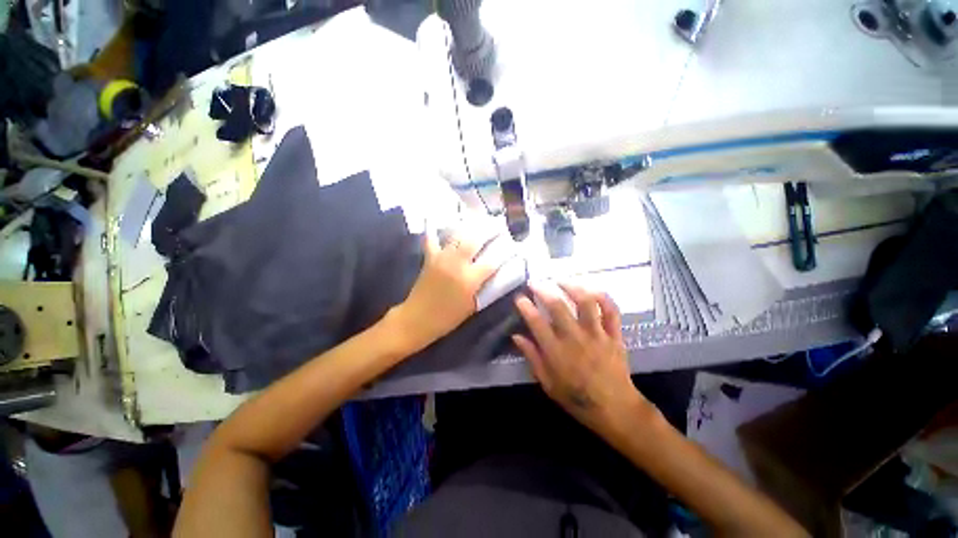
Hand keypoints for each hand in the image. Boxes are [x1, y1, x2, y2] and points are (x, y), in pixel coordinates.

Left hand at [390, 231, 496, 353]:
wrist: (417, 318)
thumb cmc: (448, 317)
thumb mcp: (472, 305)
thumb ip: (484, 287)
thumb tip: (494, 273)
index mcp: (470, 280)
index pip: (492, 260)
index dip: (504, 252)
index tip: (511, 246)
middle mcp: (457, 264)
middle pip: (475, 240)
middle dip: (489, 230)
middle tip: (497, 226)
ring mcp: (442, 258)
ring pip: (458, 235)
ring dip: (470, 228)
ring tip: (479, 223)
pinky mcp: (430, 257)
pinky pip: (432, 240)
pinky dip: (436, 231)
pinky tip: (439, 223)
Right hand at [513, 283, 651, 435]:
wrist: (616, 409)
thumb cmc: (577, 398)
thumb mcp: (547, 383)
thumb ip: (532, 357)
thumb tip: (516, 336)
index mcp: (557, 352)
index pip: (536, 322)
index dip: (525, 307)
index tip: (519, 297)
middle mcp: (575, 338)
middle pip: (558, 306)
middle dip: (543, 290)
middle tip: (534, 282)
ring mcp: (597, 334)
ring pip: (585, 303)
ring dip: (572, 287)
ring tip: (560, 280)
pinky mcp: (614, 335)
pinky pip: (611, 311)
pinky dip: (602, 297)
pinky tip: (591, 290)